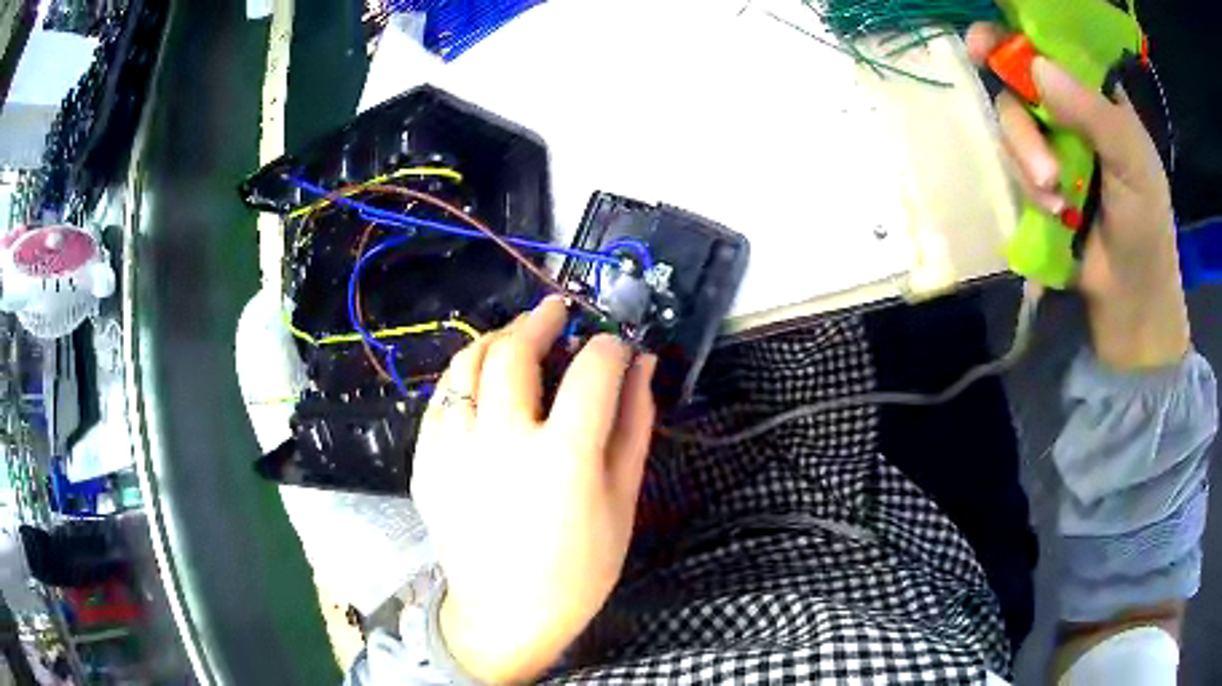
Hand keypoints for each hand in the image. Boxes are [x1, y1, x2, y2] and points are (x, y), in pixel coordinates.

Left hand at [411, 296, 656, 682]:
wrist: (507, 614)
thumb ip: (634, 425)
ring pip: (466, 365)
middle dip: (540, 320)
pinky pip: (440, 400)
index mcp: (563, 458)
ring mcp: (454, 452)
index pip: (592, 370)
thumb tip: (641, 365)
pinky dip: (465, 379)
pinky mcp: (425, 463)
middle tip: (556, 313)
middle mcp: (501, 444)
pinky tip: (482, 387)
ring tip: (516, 340)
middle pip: (513, 351)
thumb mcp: (622, 501)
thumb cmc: (579, 569)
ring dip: (496, 340)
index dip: (610, 346)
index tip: (615, 345)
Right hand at [967, 24, 1189, 369]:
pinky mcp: (1036, 176)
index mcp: (1098, 95)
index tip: (983, 44)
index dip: (1016, 37)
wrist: (1130, 301)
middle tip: (1041, 164)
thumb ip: (1092, 112)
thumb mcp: (1131, 163)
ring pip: (1011, 123)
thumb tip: (1035, 67)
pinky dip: (1028, 186)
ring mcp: (1051, 142)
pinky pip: (1012, 160)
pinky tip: (1054, 213)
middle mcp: (1070, 108)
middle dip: (1023, 123)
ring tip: (1056, 203)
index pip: (1051, 46)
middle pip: (1019, 82)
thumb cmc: (1145, 228)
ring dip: (1027, 161)